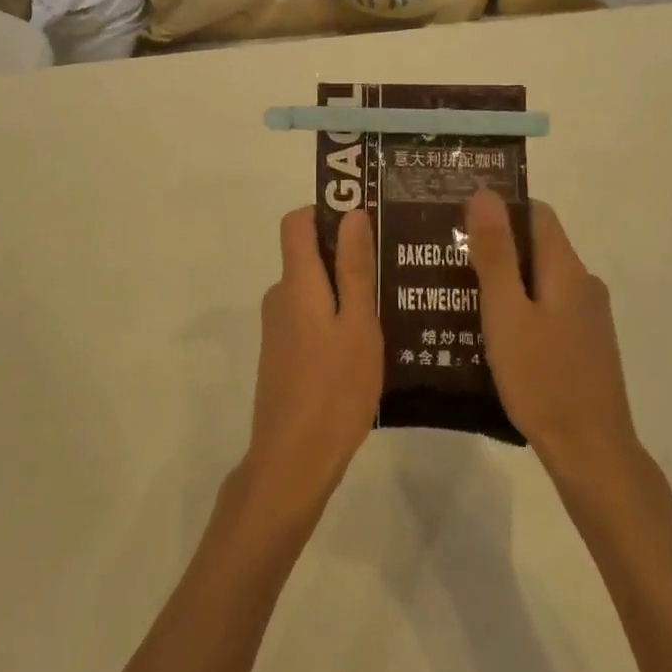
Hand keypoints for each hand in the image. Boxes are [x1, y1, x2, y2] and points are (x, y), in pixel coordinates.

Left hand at [243, 209, 383, 519]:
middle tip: (393, 264)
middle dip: (346, 253)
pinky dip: (335, 317)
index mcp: (296, 283)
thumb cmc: (334, 389)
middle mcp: (280, 297)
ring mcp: (278, 329)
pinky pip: (310, 318)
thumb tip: (352, 213)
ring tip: (392, 304)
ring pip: (313, 290)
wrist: (293, 461)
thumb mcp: (358, 326)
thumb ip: (354, 269)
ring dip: (345, 290)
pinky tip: (369, 342)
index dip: (326, 211)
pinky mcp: (282, 355)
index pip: (296, 222)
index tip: (365, 219)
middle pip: (307, 255)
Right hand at [465, 189, 640, 492]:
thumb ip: (495, 254)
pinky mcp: (584, 345)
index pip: (537, 214)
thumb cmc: (542, 379)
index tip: (458, 216)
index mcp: (567, 270)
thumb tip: (485, 193)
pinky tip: (489, 331)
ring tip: (457, 293)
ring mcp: (588, 317)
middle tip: (446, 257)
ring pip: (540, 280)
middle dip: (494, 246)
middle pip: (537, 246)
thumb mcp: (506, 313)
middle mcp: (583, 285)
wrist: (590, 451)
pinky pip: (547, 308)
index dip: (500, 208)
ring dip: (504, 280)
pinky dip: (518, 308)